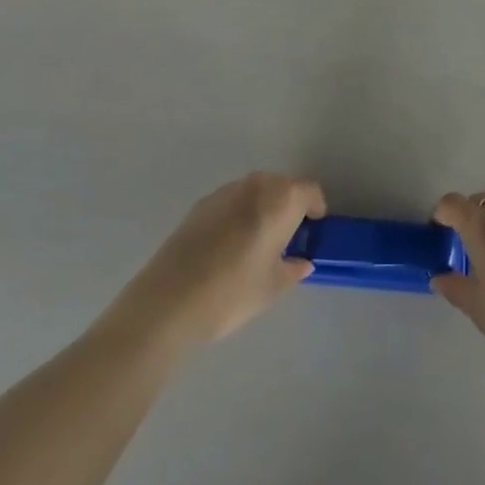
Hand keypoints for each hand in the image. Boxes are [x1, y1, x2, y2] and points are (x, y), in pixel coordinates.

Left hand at [119, 172, 325, 346]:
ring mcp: (226, 190)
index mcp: (281, 199)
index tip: (312, 232)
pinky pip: (231, 201)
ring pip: (255, 192)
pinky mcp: (201, 203)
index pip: (310, 192)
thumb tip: (302, 260)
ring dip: (262, 209)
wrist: (169, 300)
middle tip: (285, 240)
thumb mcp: (272, 288)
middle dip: (288, 207)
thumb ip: (293, 269)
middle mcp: (256, 184)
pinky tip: (226, 247)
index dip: (315, 210)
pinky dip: (238, 214)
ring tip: (254, 244)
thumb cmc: (232, 292)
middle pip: (282, 186)